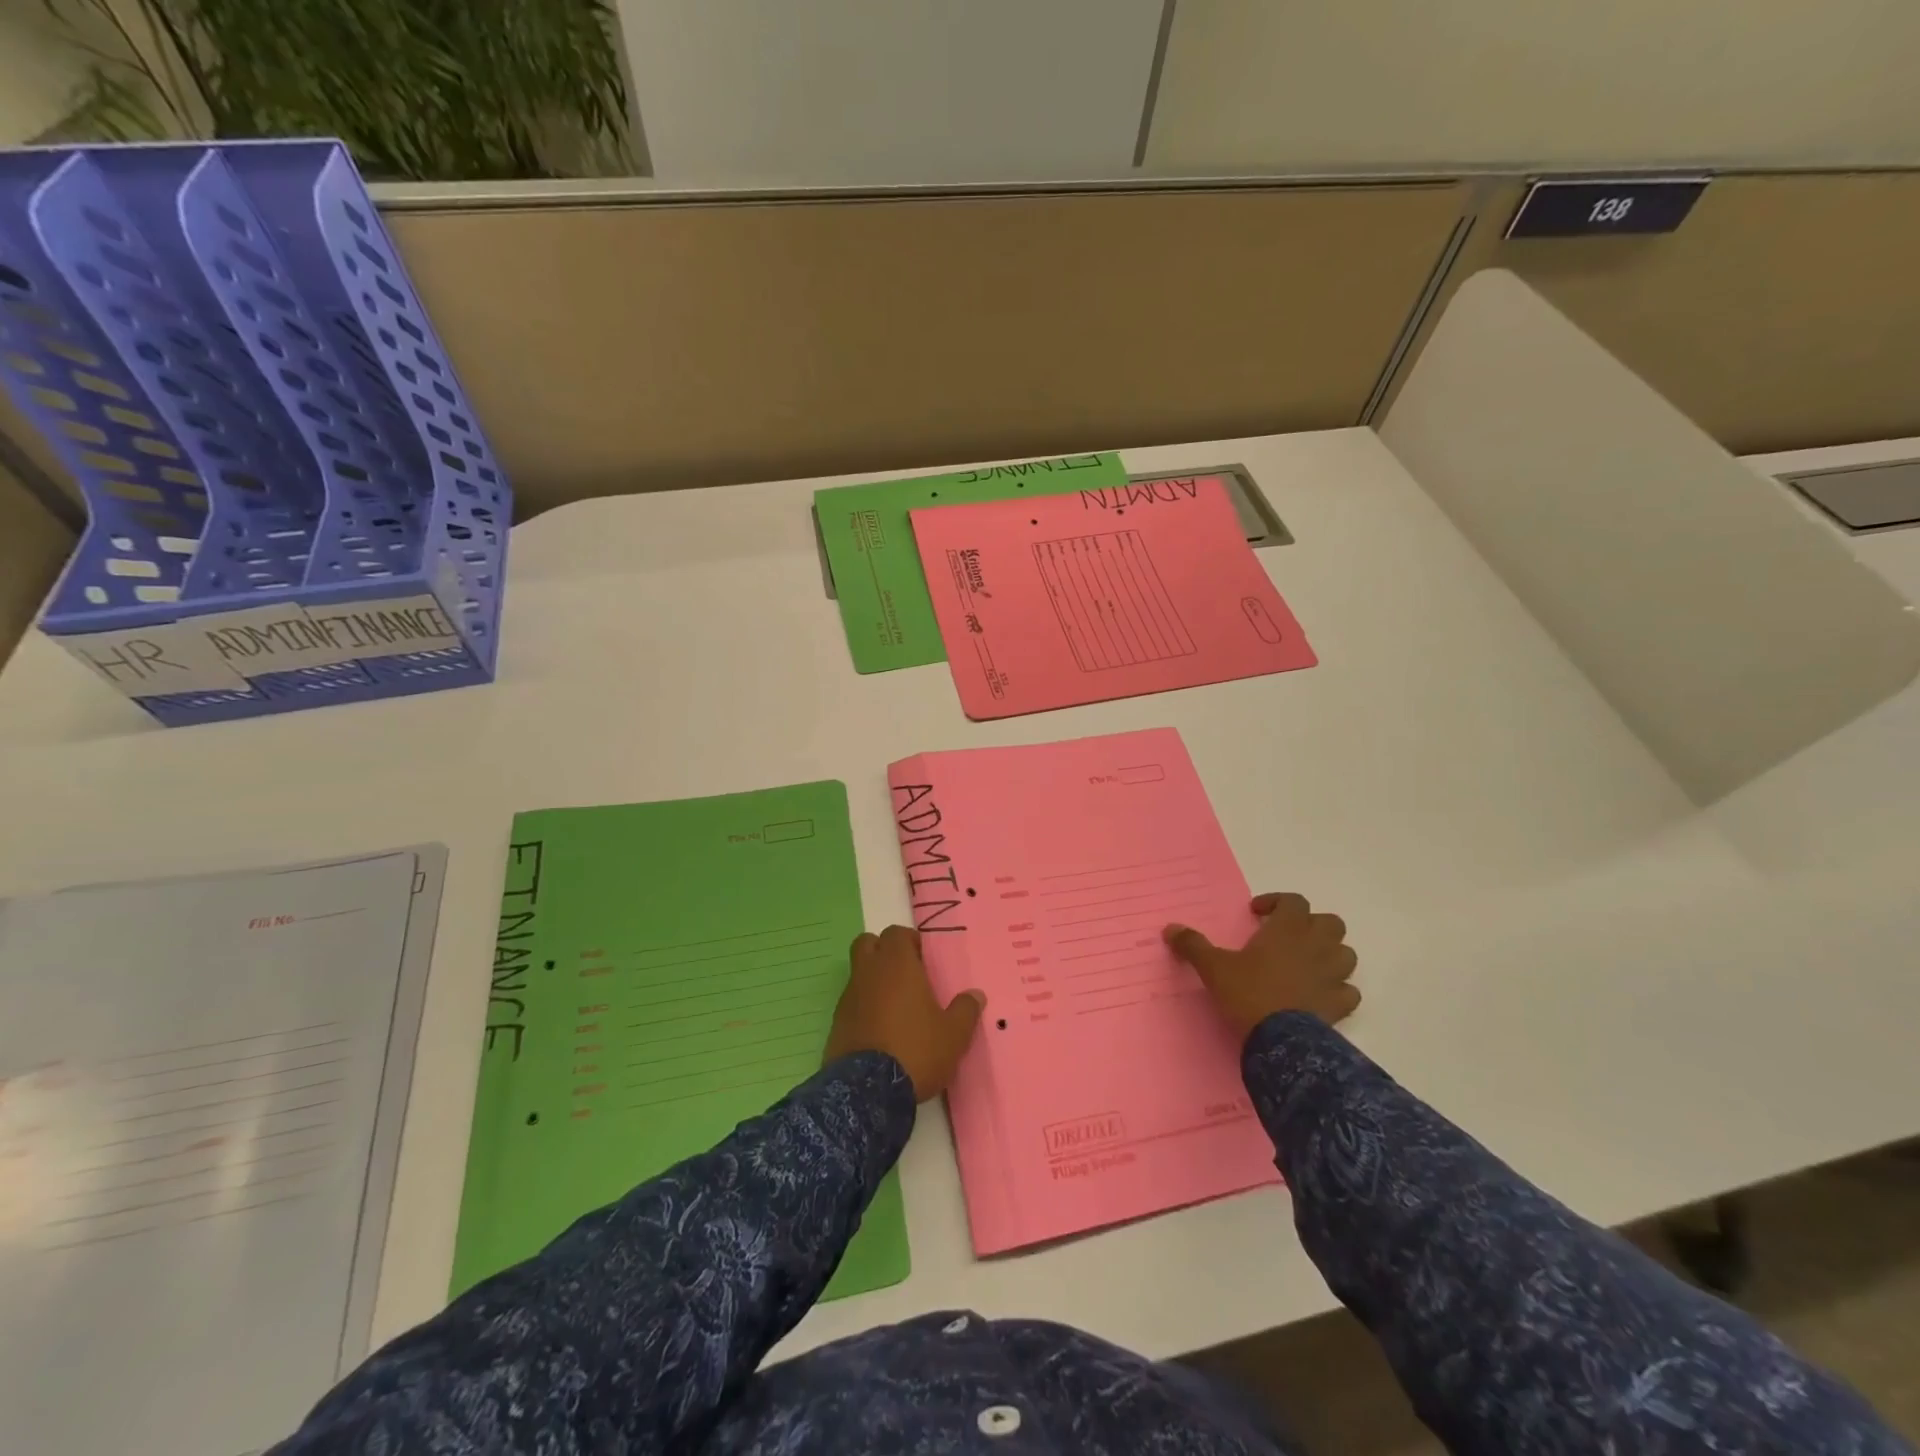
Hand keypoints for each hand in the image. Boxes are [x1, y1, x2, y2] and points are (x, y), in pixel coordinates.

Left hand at [825, 925, 984, 1101]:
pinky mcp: (837, 1023)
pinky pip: (851, 1003)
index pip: (896, 933)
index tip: (923, 960)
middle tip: (905, 974)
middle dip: (883, 951)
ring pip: (858, 973)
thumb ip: (966, 1010)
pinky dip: (864, 1007)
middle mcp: (869, 973)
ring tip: (896, 1008)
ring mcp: (849, 997)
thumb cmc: (917, 1049)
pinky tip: (880, 1031)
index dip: (909, 941)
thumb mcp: (954, 1034)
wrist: (868, 1090)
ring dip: (873, 981)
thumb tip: (976, 995)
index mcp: (897, 965)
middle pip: (868, 943)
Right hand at [1164, 892, 1359, 1037]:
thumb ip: (1193, 945)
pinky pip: (1349, 991)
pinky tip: (1321, 995)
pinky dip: (1339, 990)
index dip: (1277, 902)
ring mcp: (1332, 976)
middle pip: (1330, 923)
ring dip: (1331, 955)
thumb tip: (1169, 928)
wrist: (1280, 1041)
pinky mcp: (1340, 1004)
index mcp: (1287, 930)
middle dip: (1312, 926)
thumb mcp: (1213, 967)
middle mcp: (1315, 946)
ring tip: (1308, 964)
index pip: (1293, 901)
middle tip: (1288, 937)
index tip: (1257, 914)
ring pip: (1346, 954)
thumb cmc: (1247, 993)